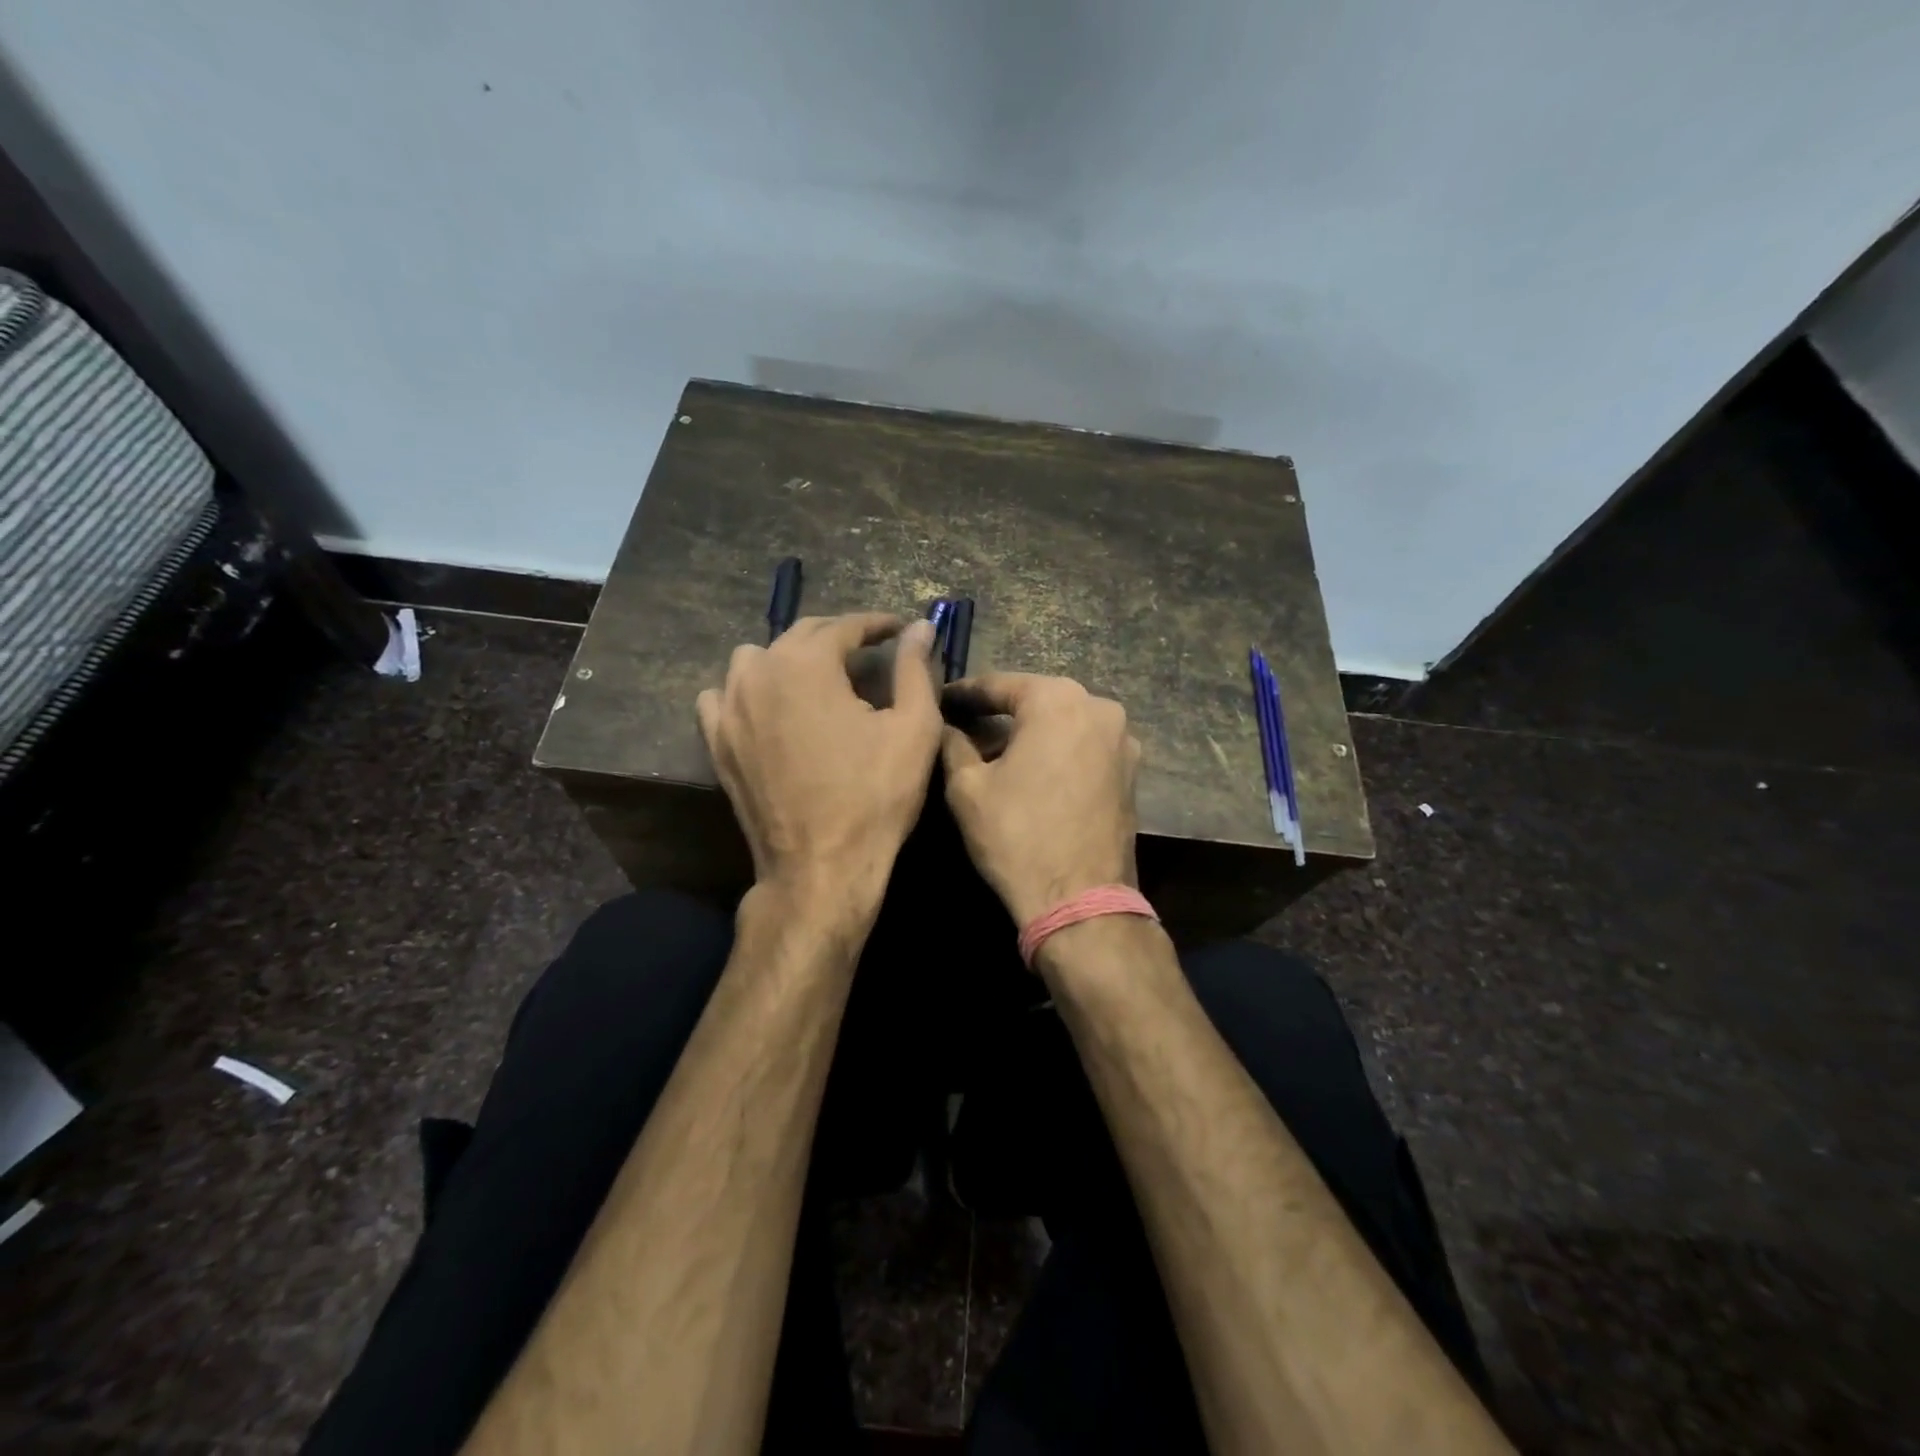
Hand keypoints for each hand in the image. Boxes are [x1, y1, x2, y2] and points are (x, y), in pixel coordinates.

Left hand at [698, 614, 941, 907]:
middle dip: (838, 636)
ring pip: (756, 659)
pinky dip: (748, 690)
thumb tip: (921, 627)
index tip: (900, 628)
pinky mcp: (717, 742)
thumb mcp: (913, 729)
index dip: (877, 624)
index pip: (844, 626)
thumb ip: (914, 669)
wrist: (819, 867)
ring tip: (819, 678)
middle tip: (869, 651)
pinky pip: (723, 696)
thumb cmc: (875, 797)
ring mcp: (730, 708)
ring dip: (789, 658)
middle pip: (801, 635)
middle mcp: (759, 673)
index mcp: (807, 664)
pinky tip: (768, 706)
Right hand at [940, 673, 1141, 927]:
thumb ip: (953, 743)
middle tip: (964, 730)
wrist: (1081, 900)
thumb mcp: (968, 787)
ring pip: (1063, 725)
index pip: (999, 685)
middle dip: (999, 714)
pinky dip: (1057, 753)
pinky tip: (1033, 775)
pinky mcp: (1132, 771)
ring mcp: (1123, 740)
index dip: (964, 694)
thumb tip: (945, 725)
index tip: (941, 700)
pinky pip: (1084, 748)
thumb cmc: (1018, 835)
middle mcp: (1099, 707)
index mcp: (1057, 699)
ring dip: (1030, 735)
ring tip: (996, 757)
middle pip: (1036, 702)